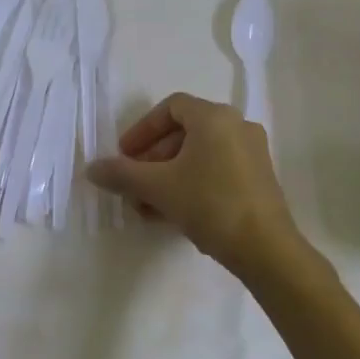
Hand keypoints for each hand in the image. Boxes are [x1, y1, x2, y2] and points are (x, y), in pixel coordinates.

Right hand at [85, 93, 304, 279]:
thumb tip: (91, 168)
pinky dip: (193, 182)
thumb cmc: (210, 205)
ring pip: (200, 154)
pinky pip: (218, 169)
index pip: (171, 107)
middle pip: (185, 132)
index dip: (143, 129)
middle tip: (135, 185)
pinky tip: (176, 214)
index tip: (125, 155)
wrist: (267, 250)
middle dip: (154, 159)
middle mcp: (237, 125)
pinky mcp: (261, 178)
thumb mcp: (159, 188)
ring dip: (170, 175)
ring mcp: (253, 152)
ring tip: (149, 207)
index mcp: (214, 116)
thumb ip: (123, 174)